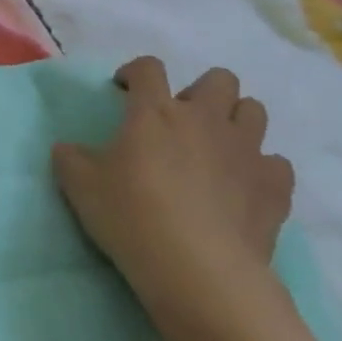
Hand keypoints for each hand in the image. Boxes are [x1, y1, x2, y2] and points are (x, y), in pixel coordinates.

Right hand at [52, 58, 294, 327]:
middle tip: (180, 121)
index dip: (134, 72)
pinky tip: (244, 187)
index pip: (148, 67)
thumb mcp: (80, 187)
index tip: (124, 90)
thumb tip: (65, 148)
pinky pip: (276, 164)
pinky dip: (262, 170)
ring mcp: (245, 151)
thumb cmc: (132, 217)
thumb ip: (70, 159)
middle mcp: (205, 119)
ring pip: (254, 111)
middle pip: (219, 79)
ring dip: (236, 121)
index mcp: (155, 111)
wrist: (199, 272)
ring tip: (216, 148)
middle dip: (201, 91)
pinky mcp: (274, 187)